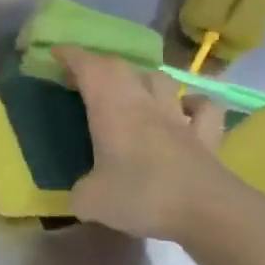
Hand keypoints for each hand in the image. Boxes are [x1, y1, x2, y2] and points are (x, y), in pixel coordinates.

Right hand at [57, 45, 264, 246]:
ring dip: (144, 79)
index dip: (71, 55)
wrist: (208, 211)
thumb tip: (81, 195)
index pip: (90, 67)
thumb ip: (80, 193)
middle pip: (122, 68)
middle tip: (86, 79)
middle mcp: (144, 103)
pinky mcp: (207, 137)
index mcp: (112, 109)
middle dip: (100, 66)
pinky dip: (193, 105)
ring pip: (162, 80)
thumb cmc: (142, 195)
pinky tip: (185, 112)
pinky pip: (203, 109)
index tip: (56, 53)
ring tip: (133, 91)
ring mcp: (179, 117)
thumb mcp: (92, 201)